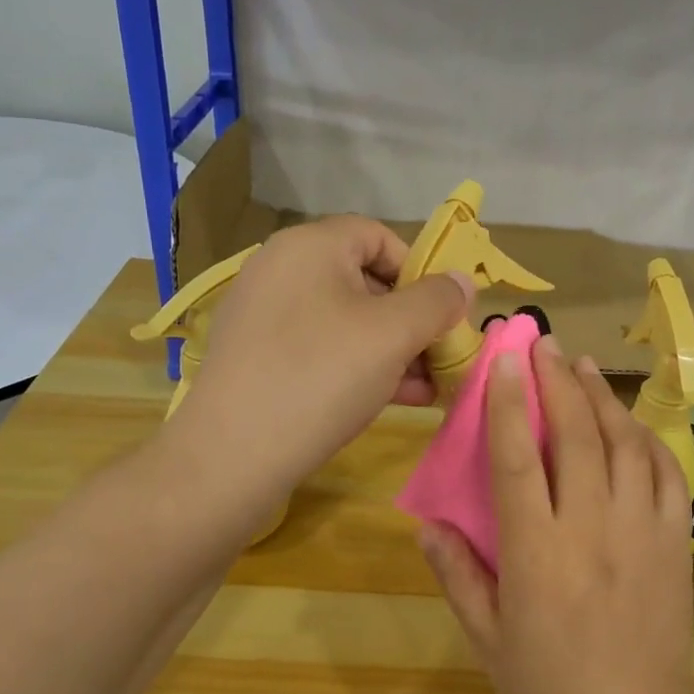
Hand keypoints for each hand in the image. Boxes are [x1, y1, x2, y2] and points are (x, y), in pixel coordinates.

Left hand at [175, 216, 472, 497]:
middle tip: (441, 357)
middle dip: (412, 319)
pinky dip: (360, 366)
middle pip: (365, 281)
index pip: (379, 236)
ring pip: (347, 321)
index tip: (444, 314)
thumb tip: (462, 281)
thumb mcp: (394, 334)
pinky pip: (322, 349)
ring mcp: (266, 316)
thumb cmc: (321, 376)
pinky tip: (395, 398)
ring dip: (393, 349)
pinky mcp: (259, 358)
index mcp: (309, 246)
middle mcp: (282, 270)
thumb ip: (437, 301)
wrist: (231, 456)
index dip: (419, 270)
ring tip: (428, 387)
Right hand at [420, 336, 693, 693]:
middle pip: (575, 435)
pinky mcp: (675, 542)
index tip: (503, 361)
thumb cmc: (549, 691)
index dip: (506, 404)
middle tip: (544, 345)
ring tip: (582, 367)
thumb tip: (428, 523)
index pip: (517, 459)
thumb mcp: (487, 640)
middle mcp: (591, 528)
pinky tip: (629, 424)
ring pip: (624, 444)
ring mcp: (641, 531)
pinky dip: (646, 440)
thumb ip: (458, 574)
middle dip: (557, 382)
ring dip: (601, 399)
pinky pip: (665, 474)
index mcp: (537, 553)